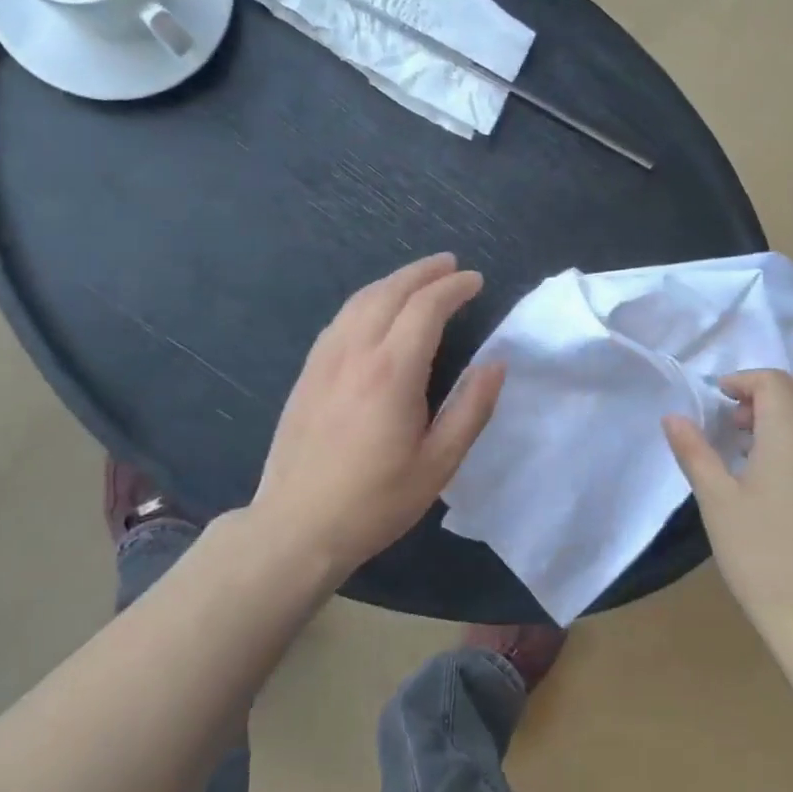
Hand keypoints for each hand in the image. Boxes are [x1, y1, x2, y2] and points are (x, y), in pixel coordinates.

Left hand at [251, 253, 505, 575]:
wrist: (296, 526)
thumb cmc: (375, 501)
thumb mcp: (438, 464)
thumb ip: (471, 409)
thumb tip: (495, 364)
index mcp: (392, 372)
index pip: (426, 308)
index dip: (453, 288)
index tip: (476, 281)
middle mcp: (355, 353)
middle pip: (390, 292)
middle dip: (423, 272)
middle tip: (451, 265)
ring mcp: (324, 360)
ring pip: (360, 300)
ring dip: (393, 281)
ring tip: (418, 279)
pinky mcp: (307, 373)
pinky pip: (340, 320)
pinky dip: (366, 301)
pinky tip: (375, 310)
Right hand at [663, 371, 792, 638]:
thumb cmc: (760, 555)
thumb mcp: (716, 501)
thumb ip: (695, 452)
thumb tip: (673, 418)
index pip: (772, 381)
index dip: (741, 380)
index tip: (716, 399)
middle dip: (767, 389)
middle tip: (736, 418)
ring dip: (787, 410)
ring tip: (752, 444)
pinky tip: (777, 472)